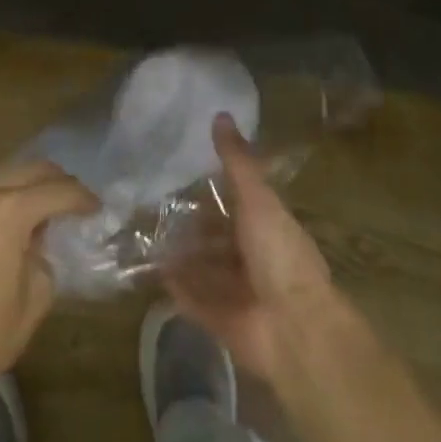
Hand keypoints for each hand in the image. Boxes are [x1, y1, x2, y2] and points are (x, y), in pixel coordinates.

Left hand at [0, 160, 96, 409]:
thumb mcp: (35, 298)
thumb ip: (46, 256)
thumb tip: (44, 243)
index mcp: (10, 211)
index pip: (58, 191)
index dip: (83, 199)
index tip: (98, 208)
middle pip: (33, 170)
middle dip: (59, 182)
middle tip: (79, 203)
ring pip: (10, 174)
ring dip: (34, 185)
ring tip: (54, 207)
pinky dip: (12, 194)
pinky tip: (25, 216)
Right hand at [164, 114, 349, 385]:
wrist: (293, 327)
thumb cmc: (279, 254)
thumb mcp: (257, 198)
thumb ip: (237, 161)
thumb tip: (221, 114)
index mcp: (267, 227)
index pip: (237, 205)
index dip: (212, 193)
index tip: (180, 178)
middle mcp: (253, 258)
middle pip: (217, 239)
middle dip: (192, 228)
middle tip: (154, 211)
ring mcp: (238, 291)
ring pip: (204, 269)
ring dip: (182, 257)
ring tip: (147, 239)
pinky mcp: (222, 320)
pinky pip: (195, 301)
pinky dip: (177, 289)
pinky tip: (154, 274)